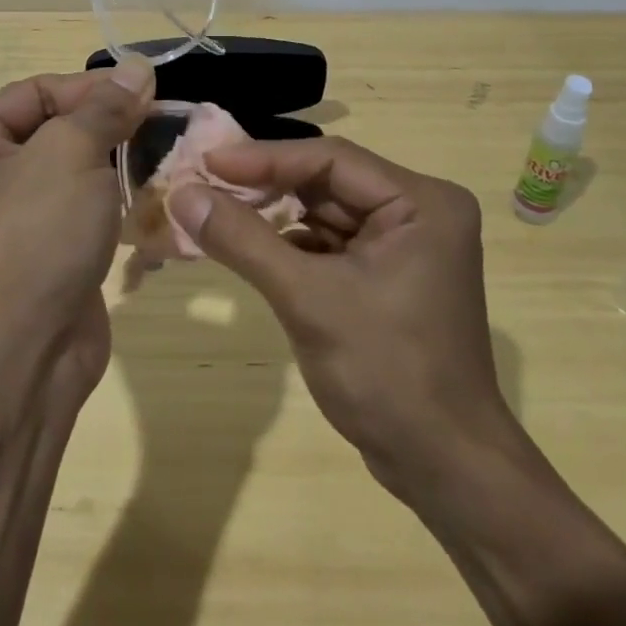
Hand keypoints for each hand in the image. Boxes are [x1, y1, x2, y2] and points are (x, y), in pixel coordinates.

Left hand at [0, 63, 153, 402]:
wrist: (22, 354)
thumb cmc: (34, 235)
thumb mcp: (71, 152)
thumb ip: (106, 107)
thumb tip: (137, 67)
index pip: (35, 92)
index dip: (92, 88)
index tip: (147, 92)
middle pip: (52, 129)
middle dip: (106, 125)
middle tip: (160, 122)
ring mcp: (6, 220)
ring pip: (69, 171)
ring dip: (114, 163)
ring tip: (161, 156)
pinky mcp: (38, 253)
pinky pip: (77, 210)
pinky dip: (109, 201)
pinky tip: (147, 197)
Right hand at [167, 137, 512, 496]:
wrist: (443, 467)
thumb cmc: (386, 374)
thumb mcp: (308, 299)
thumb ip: (244, 240)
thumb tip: (182, 194)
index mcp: (421, 202)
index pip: (331, 160)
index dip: (264, 158)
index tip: (206, 160)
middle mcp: (419, 210)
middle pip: (327, 182)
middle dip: (265, 185)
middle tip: (202, 183)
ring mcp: (405, 243)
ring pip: (325, 212)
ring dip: (272, 214)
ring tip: (213, 208)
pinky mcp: (388, 273)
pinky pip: (330, 243)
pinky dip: (289, 244)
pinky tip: (248, 246)